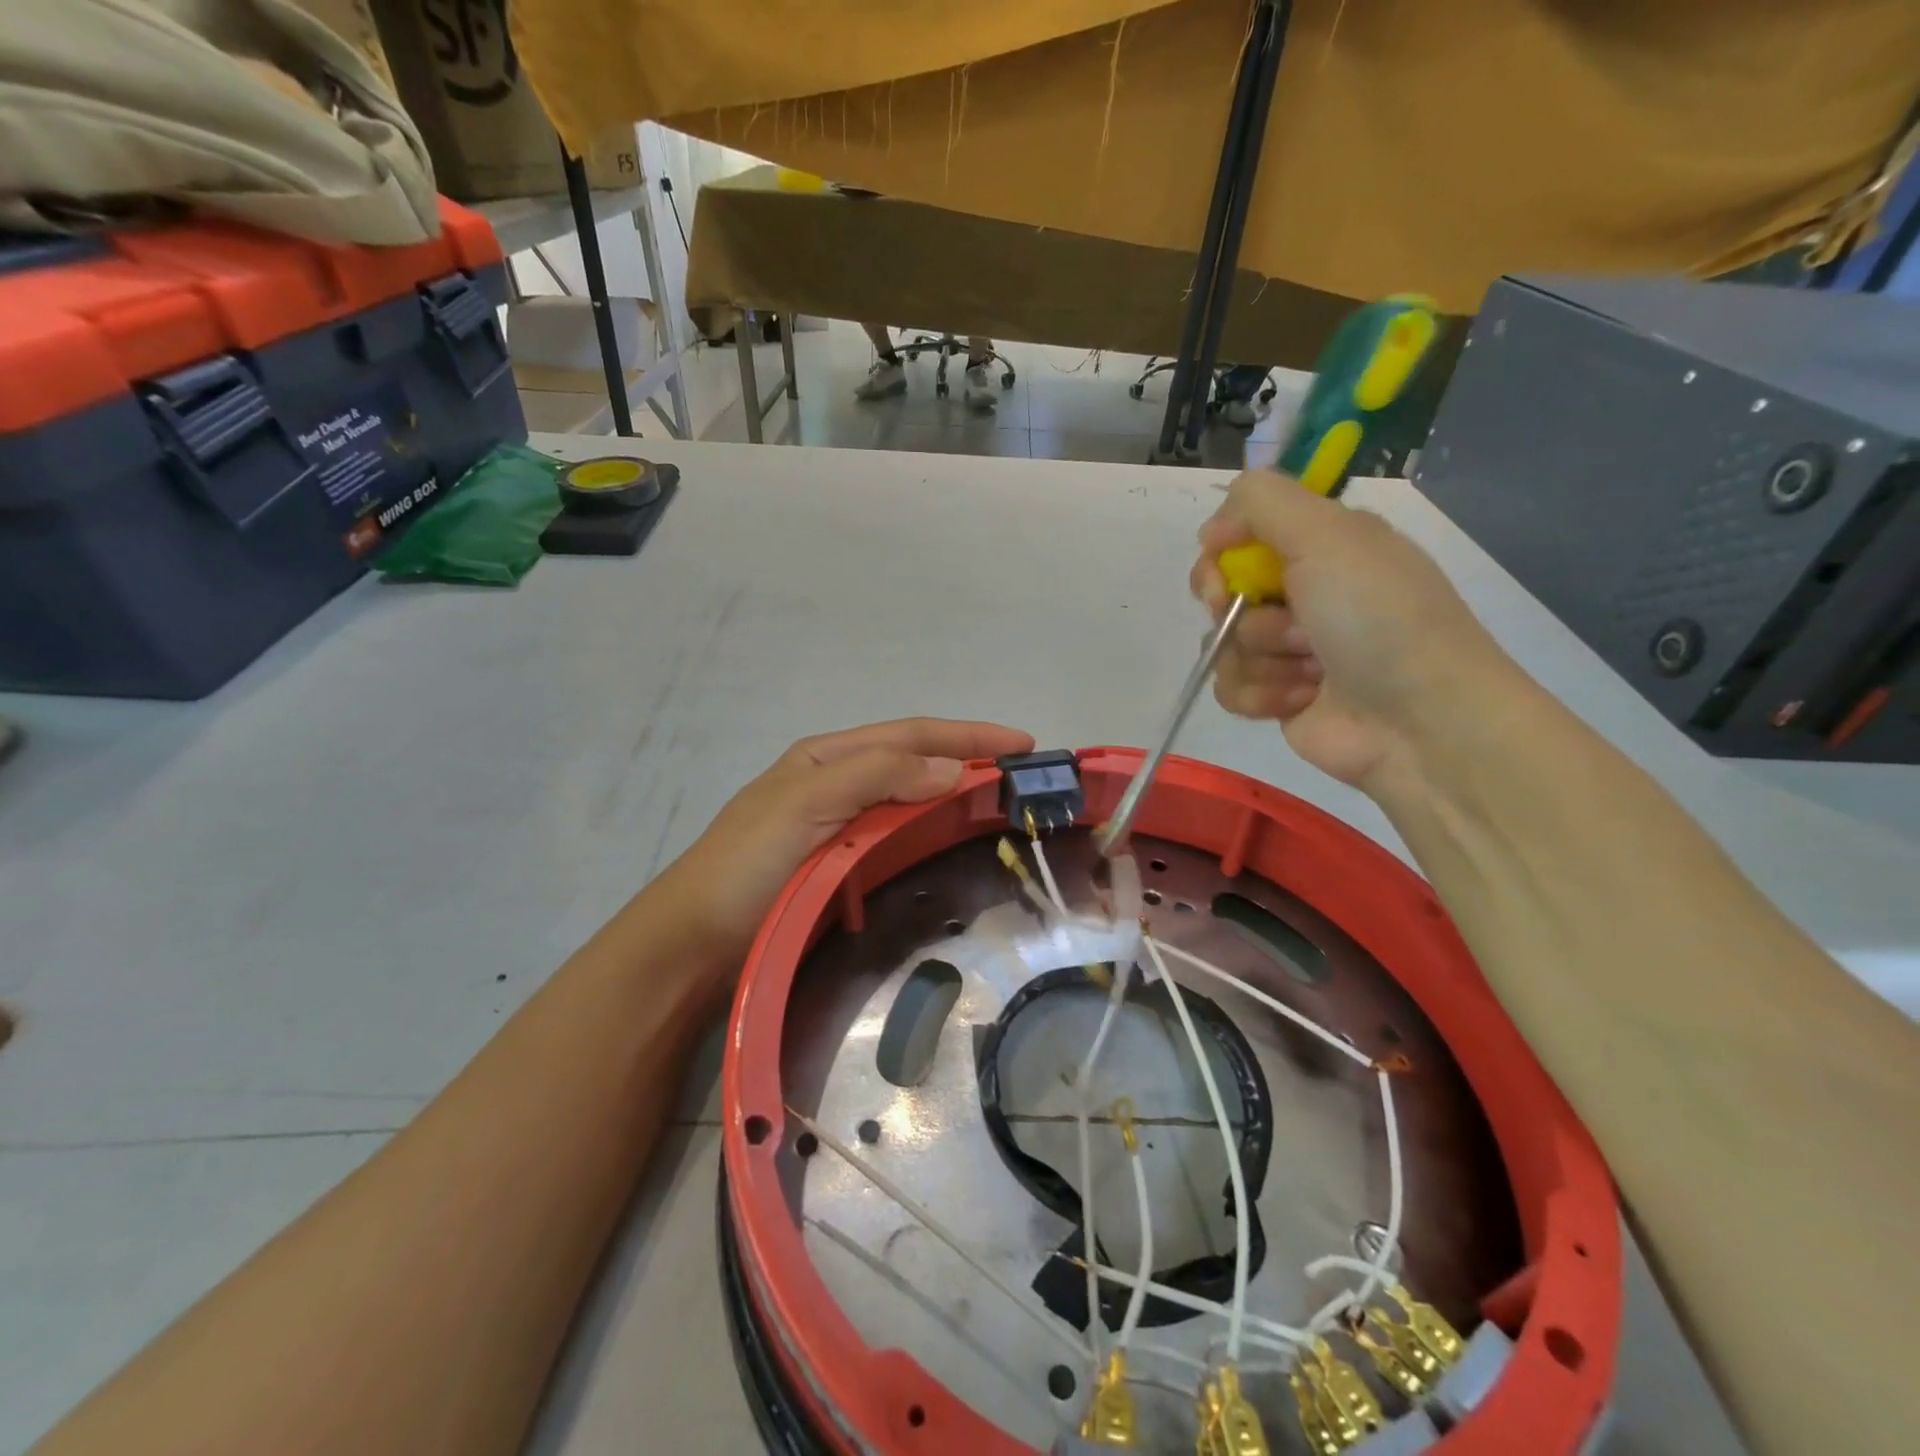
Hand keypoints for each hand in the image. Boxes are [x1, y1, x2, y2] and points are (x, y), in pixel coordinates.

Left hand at [664, 718, 1033, 964]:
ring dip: (954, 795)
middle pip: (916, 761)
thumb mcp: (805, 802)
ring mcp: (841, 825)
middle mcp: (838, 783)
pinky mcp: (841, 865)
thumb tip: (952, 768)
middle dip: (968, 759)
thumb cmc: (747, 863)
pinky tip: (952, 842)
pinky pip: (898, 838)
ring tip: (1001, 804)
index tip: (1023, 743)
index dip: (968, 735)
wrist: (694, 941)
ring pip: (910, 799)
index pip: (911, 735)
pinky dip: (931, 832)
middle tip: (1022, 776)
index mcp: (828, 757)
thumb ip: (876, 777)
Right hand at [1191, 471, 1515, 789]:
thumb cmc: (1376, 617)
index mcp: (1324, 544)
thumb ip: (1261, 502)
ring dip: (1261, 657)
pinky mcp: (1279, 695)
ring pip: (1224, 642)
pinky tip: (1300, 699)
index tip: (1226, 564)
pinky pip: (1231, 687)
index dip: (1224, 548)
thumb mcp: (1327, 534)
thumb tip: (1211, 529)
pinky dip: (1260, 694)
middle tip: (1270, 616)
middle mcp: (1306, 591)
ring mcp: (1290, 647)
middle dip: (1236, 606)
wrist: (1416, 719)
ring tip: (1311, 669)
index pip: (1243, 531)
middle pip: (1223, 587)